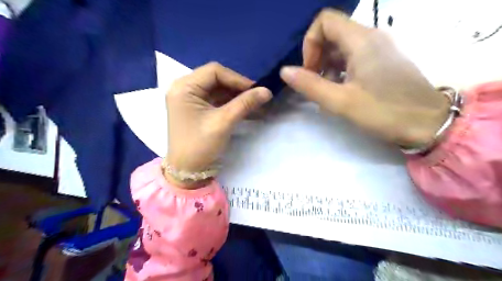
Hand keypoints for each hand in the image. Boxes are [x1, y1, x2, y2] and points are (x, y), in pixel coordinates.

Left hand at [167, 61, 270, 186]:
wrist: (187, 171)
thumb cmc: (200, 146)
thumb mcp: (223, 122)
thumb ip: (245, 103)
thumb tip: (267, 91)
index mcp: (184, 87)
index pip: (214, 71)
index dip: (237, 79)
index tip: (256, 90)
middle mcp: (184, 88)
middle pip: (216, 79)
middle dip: (238, 88)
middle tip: (257, 97)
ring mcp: (189, 99)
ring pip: (218, 90)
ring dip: (236, 96)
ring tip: (255, 104)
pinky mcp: (196, 109)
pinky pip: (216, 100)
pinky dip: (230, 104)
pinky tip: (245, 109)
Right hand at [281, 9, 448, 148]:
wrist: (428, 123)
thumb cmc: (384, 112)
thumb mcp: (341, 102)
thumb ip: (310, 85)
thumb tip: (285, 71)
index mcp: (361, 41)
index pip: (325, 21)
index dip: (310, 43)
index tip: (309, 70)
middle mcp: (371, 37)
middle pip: (332, 34)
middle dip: (316, 57)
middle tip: (314, 83)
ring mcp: (378, 49)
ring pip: (341, 47)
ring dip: (326, 66)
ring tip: (326, 91)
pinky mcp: (382, 61)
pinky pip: (353, 57)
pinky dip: (339, 70)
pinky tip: (340, 91)